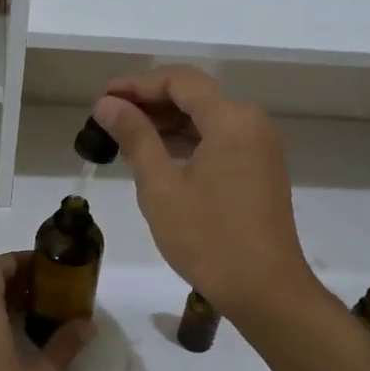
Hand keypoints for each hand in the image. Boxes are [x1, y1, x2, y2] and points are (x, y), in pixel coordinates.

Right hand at [92, 66, 314, 318]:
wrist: (266, 291)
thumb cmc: (209, 238)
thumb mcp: (161, 187)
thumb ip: (135, 137)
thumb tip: (107, 104)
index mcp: (231, 119)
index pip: (179, 80)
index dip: (137, 84)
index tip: (103, 99)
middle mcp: (251, 123)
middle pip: (195, 95)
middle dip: (150, 101)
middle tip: (108, 118)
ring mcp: (260, 146)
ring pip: (207, 117)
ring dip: (167, 122)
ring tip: (124, 137)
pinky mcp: (260, 169)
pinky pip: (219, 139)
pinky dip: (187, 141)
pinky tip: (157, 156)